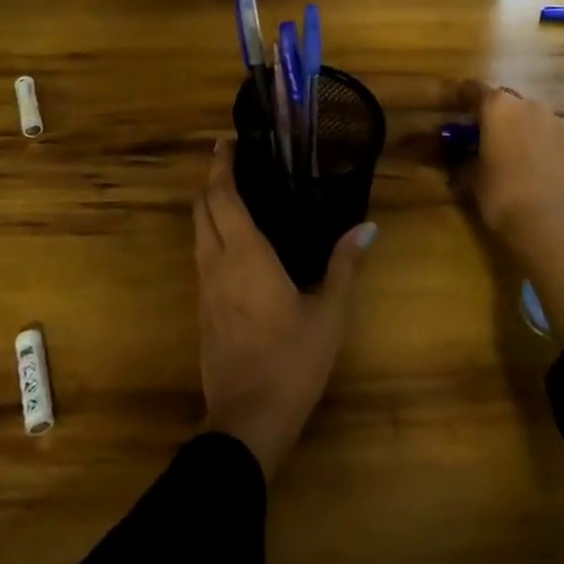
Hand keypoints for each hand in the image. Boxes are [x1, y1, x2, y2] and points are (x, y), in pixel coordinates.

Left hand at [194, 139, 375, 478]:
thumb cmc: (291, 361)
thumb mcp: (328, 314)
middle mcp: (216, 261)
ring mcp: (204, 286)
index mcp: (244, 253)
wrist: (246, 421)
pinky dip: (210, 233)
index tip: (227, 142)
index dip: (222, 165)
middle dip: (212, 180)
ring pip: (196, 231)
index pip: (222, 195)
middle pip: (201, 207)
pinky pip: (200, 255)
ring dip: (208, 206)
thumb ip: (344, 266)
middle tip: (233, 163)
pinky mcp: (201, 309)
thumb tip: (367, 227)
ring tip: (233, 194)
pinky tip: (232, 243)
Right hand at [457, 80, 563, 244]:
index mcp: (497, 106)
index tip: (456, 108)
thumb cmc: (501, 195)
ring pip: (535, 118)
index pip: (474, 90)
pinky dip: (548, 143)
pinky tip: (544, 165)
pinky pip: (557, 135)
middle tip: (489, 137)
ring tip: (519, 154)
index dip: (463, 98)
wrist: (553, 226)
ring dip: (525, 128)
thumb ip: (462, 161)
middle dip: (498, 116)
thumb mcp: (470, 179)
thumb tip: (457, 160)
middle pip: (508, 102)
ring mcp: (559, 121)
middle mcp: (529, 104)